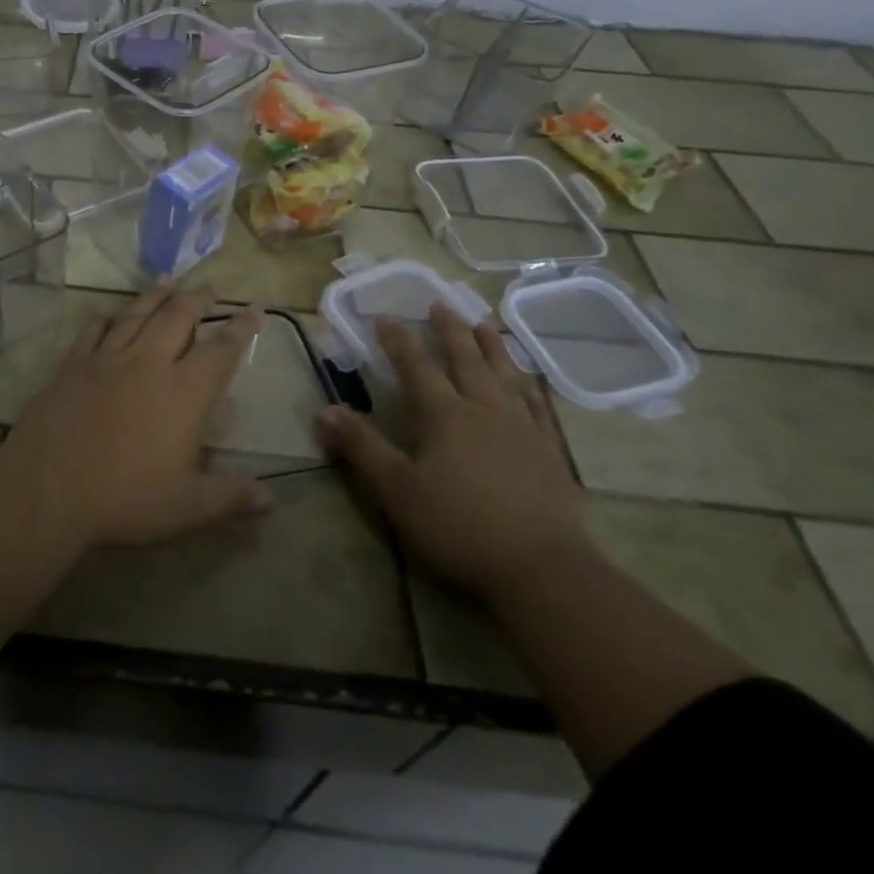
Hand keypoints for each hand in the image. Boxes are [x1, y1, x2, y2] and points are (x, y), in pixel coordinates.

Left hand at [4, 283, 272, 546]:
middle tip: (210, 287)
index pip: (221, 351)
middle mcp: (149, 364)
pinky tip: (108, 314)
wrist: (49, 486)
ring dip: (155, 296)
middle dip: (197, 300)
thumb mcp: (187, 507)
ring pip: (137, 315)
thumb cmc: (125, 498)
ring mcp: (107, 359)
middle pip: (178, 318)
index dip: (241, 328)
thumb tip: (271, 499)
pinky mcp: (74, 364)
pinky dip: (105, 319)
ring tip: (167, 281)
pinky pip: (93, 331)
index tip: (254, 308)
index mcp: (184, 393)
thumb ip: (231, 497)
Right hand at [313, 302, 589, 602]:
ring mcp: (523, 430)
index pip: (416, 368)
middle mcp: (485, 411)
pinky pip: (538, 406)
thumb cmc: (460, 527)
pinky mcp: (550, 453)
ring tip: (485, 323)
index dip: (398, 341)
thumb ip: (362, 448)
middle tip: (441, 303)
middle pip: (466, 361)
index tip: (385, 316)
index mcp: (446, 416)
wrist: (543, 569)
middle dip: (450, 331)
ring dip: (492, 347)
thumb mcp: (397, 491)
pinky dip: (529, 385)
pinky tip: (528, 380)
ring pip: (505, 376)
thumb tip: (323, 410)